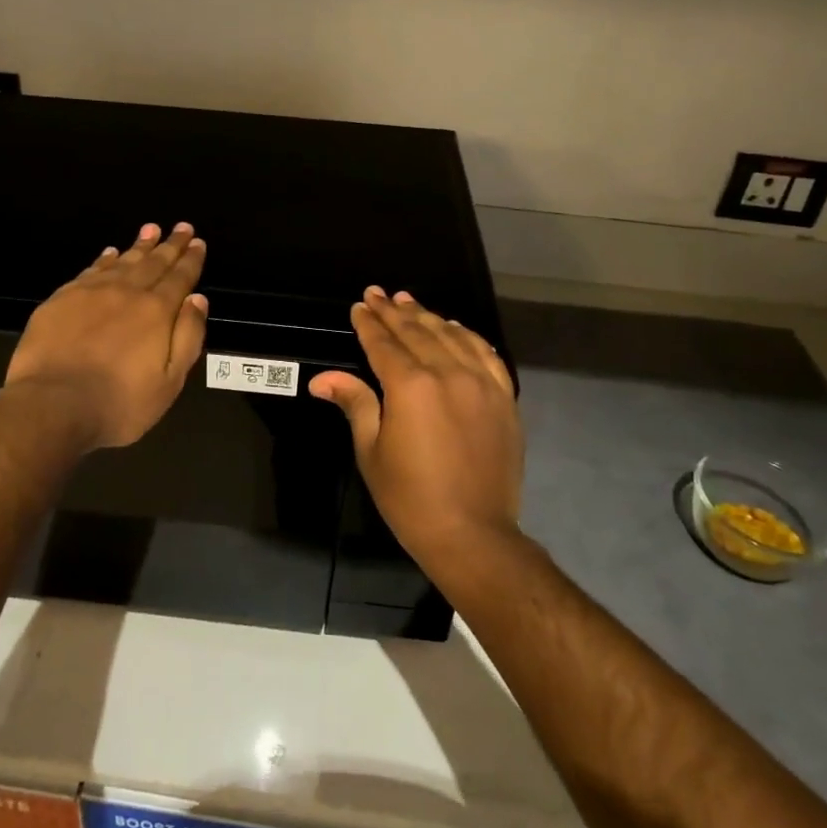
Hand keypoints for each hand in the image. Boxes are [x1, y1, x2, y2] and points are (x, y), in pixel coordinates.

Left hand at [6, 222, 208, 449]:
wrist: (53, 405)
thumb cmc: (119, 402)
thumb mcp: (170, 381)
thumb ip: (188, 337)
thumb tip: (198, 299)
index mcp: (157, 311)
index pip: (180, 278)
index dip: (191, 260)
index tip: (198, 242)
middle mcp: (127, 292)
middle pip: (153, 263)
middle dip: (170, 245)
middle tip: (181, 227)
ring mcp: (91, 293)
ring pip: (122, 261)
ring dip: (139, 246)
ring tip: (150, 229)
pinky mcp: (61, 300)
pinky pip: (90, 271)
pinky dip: (105, 259)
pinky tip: (110, 253)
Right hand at [309, 287, 522, 571]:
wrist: (473, 533)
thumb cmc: (410, 497)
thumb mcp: (371, 450)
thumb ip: (355, 403)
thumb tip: (322, 379)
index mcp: (411, 386)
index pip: (384, 343)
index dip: (369, 323)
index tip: (359, 306)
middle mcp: (448, 374)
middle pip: (417, 332)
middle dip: (394, 311)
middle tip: (378, 294)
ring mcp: (481, 383)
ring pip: (452, 336)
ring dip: (428, 316)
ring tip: (409, 301)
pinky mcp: (504, 398)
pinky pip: (487, 354)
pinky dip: (468, 336)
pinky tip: (455, 328)